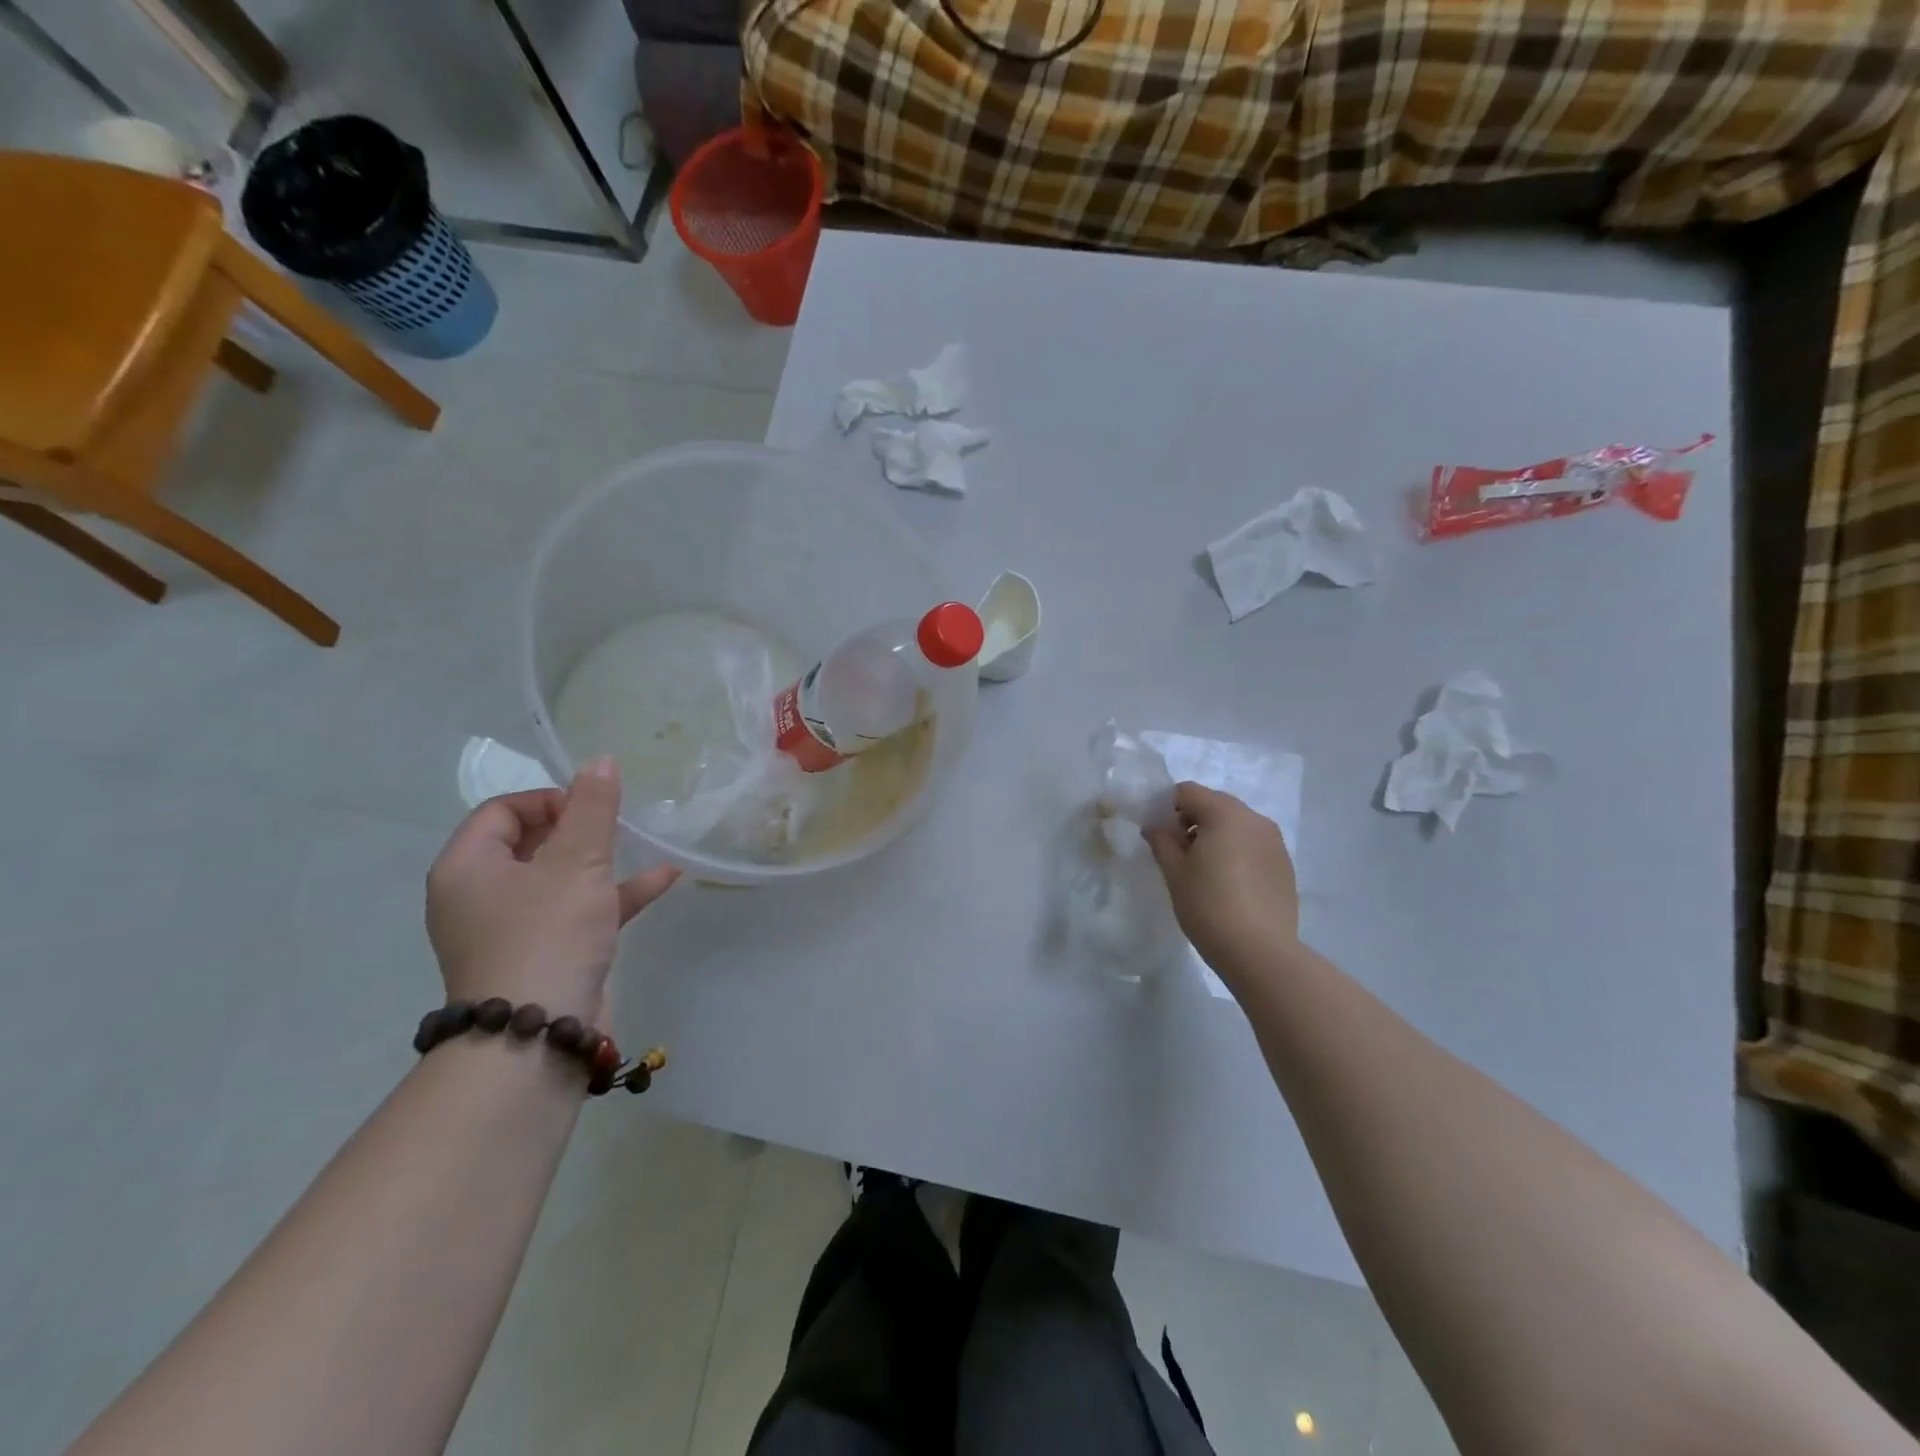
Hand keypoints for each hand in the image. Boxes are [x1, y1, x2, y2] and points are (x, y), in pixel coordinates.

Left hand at [425, 758, 679, 1022]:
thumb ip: (592, 810)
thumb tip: (600, 761)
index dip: (549, 799)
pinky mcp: (546, 956)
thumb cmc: (547, 935)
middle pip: (530, 843)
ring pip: (559, 879)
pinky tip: (663, 879)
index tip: (591, 808)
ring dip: (602, 860)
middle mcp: (481, 896)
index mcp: (468, 868)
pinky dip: (615, 895)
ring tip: (642, 843)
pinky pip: (579, 912)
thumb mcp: (575, 863)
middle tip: (615, 824)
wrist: (538, 1037)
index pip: (501, 811)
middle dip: (578, 829)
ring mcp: (513, 930)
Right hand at [1144, 782, 1299, 980]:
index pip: (1188, 792)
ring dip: (1215, 835)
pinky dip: (1236, 851)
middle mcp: (1254, 819)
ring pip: (1236, 824)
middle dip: (1192, 819)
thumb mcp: (1174, 872)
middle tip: (1177, 851)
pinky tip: (1228, 883)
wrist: (1260, 951)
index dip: (1167, 806)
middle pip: (1215, 804)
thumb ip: (1162, 841)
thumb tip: (1155, 827)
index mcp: (1225, 814)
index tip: (1158, 833)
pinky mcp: (1284, 864)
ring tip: (1202, 869)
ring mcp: (1274, 842)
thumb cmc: (1208, 906)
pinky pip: (1253, 844)